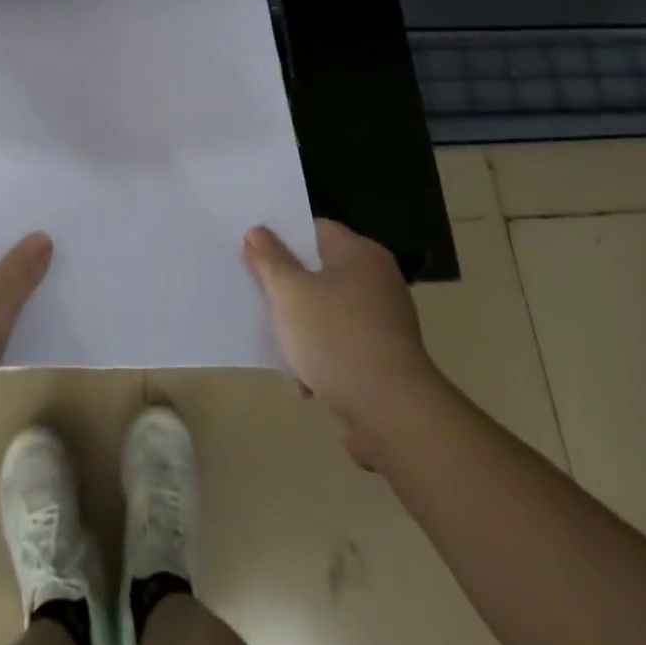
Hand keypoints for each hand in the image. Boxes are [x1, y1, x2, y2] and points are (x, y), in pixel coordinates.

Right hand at [244, 219, 435, 468]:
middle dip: (287, 292)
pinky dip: (321, 360)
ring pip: (325, 313)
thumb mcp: (288, 292)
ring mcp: (383, 322)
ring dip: (300, 332)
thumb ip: (269, 259)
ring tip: (282, 354)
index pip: (314, 229)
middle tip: (259, 300)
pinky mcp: (383, 359)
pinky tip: (304, 383)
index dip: (281, 238)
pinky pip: (340, 347)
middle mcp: (376, 280)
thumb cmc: (336, 338)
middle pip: (317, 273)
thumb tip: (257, 231)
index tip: (253, 253)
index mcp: (359, 254)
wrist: (392, 415)